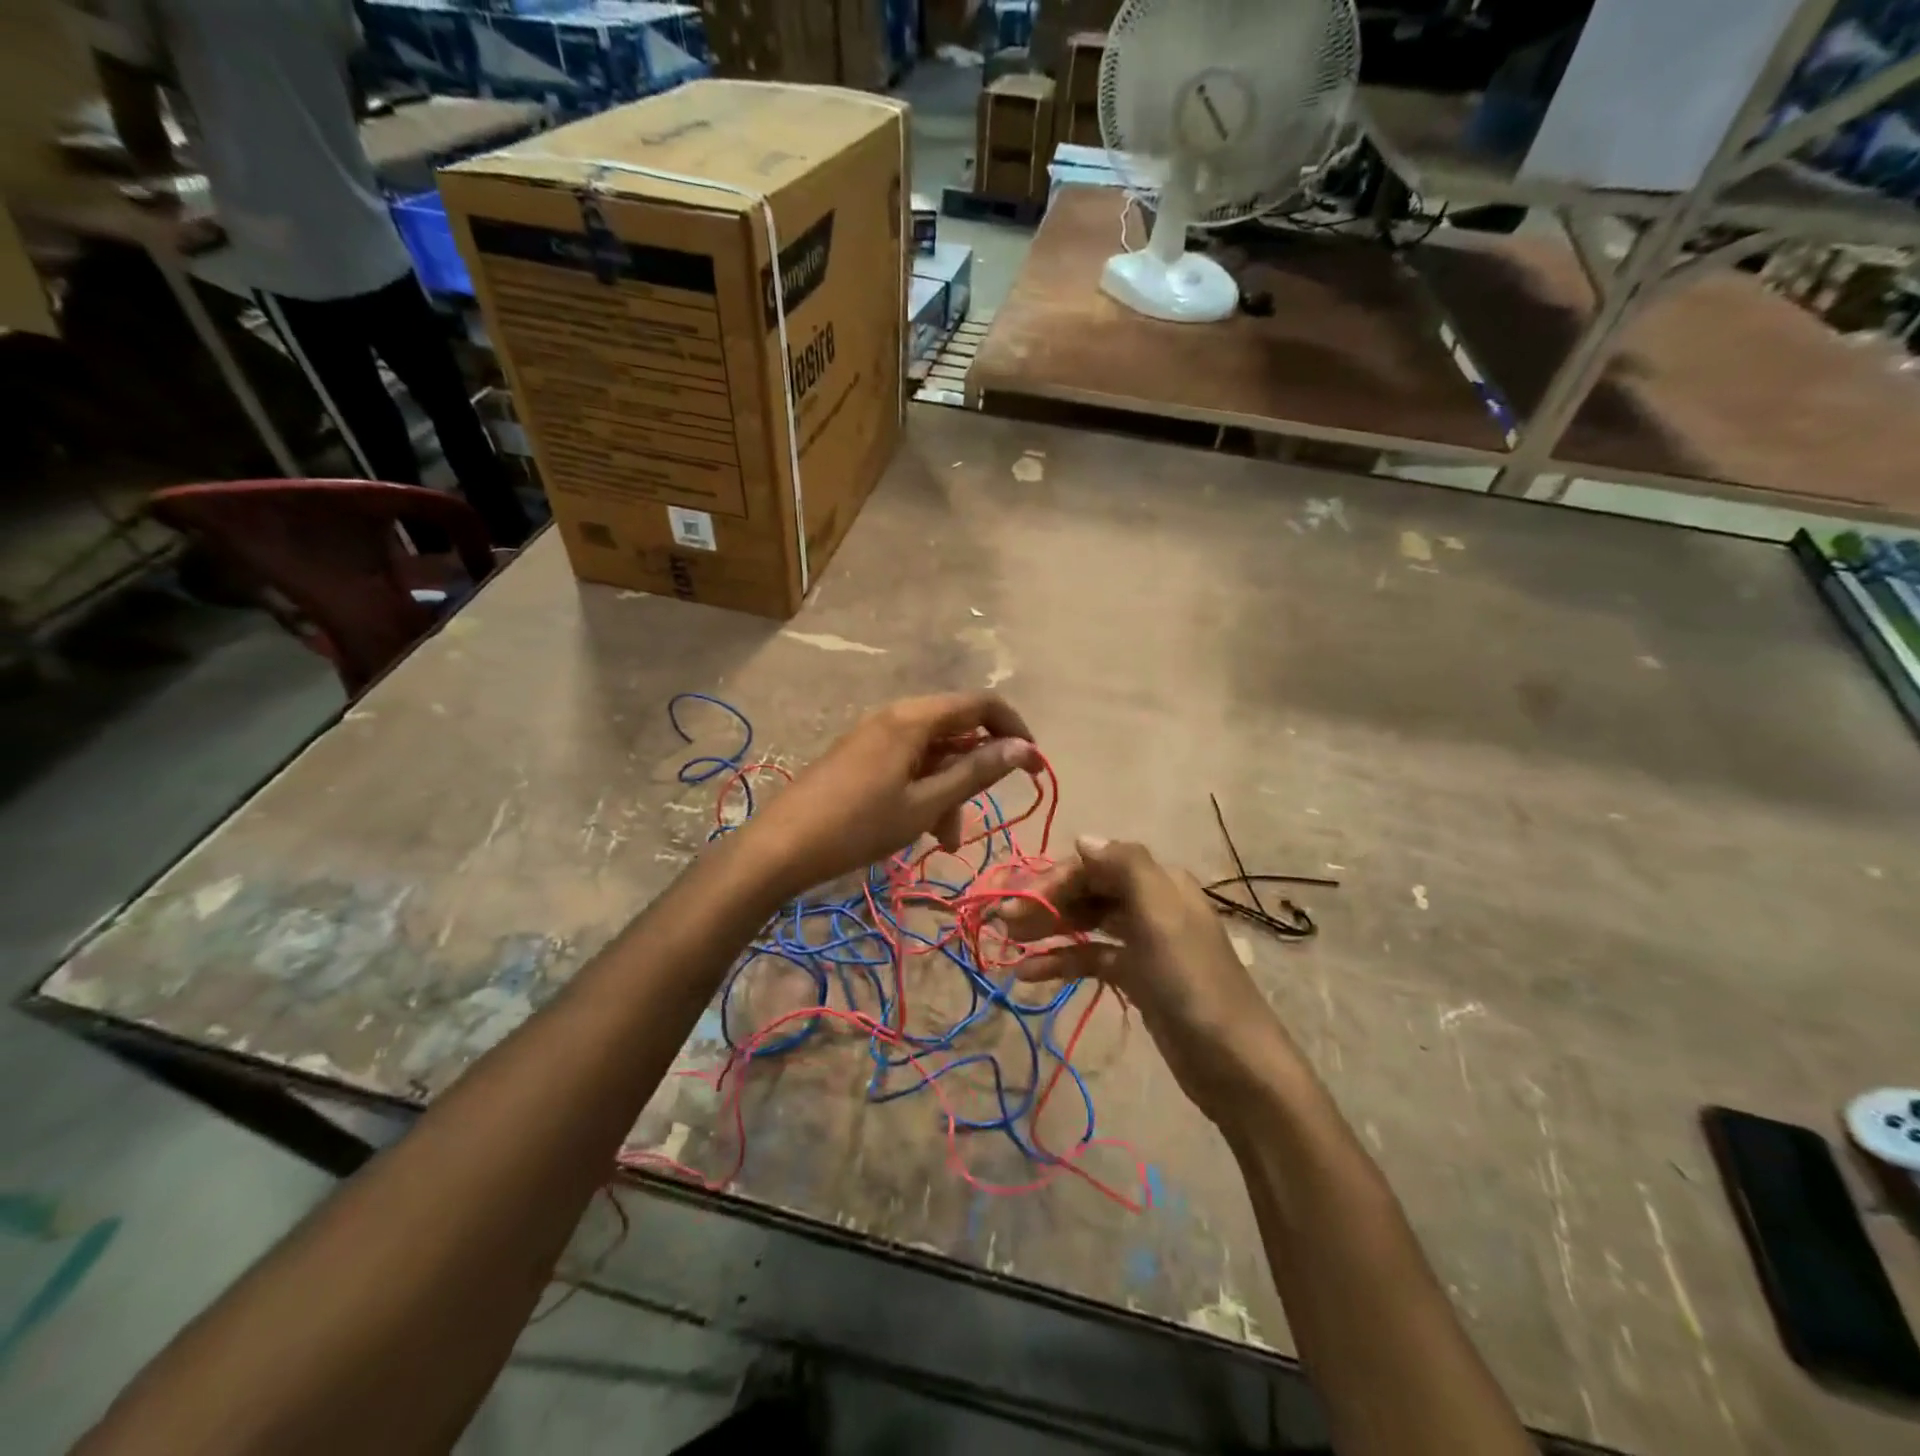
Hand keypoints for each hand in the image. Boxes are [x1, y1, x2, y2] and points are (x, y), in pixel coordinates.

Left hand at [746, 692, 1040, 895]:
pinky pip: (908, 764)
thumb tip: (1024, 747)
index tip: (1034, 766)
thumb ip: (976, 772)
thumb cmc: (859, 825)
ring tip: (944, 839)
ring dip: (948, 791)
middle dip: (975, 773)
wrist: (782, 846)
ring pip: (932, 754)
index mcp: (913, 718)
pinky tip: (920, 828)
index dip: (1014, 730)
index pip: (981, 704)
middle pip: (956, 731)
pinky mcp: (860, 755)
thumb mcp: (925, 803)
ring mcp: (874, 735)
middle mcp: (895, 716)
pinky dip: (923, 791)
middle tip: (980, 816)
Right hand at [998, 837, 1286, 1123]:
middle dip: (1046, 902)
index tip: (1018, 901)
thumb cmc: (1192, 982)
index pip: (1095, 864)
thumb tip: (1083, 838)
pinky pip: (1091, 959)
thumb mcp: (1161, 916)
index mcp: (1159, 883)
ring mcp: (1143, 943)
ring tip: (1009, 944)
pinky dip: (1062, 963)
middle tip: (1004, 922)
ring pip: (1086, 924)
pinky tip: (1030, 975)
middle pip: (1088, 891)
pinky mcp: (1136, 978)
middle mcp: (1150, 905)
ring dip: (1048, 930)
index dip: (1054, 878)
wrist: (1233, 1063)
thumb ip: (1125, 866)